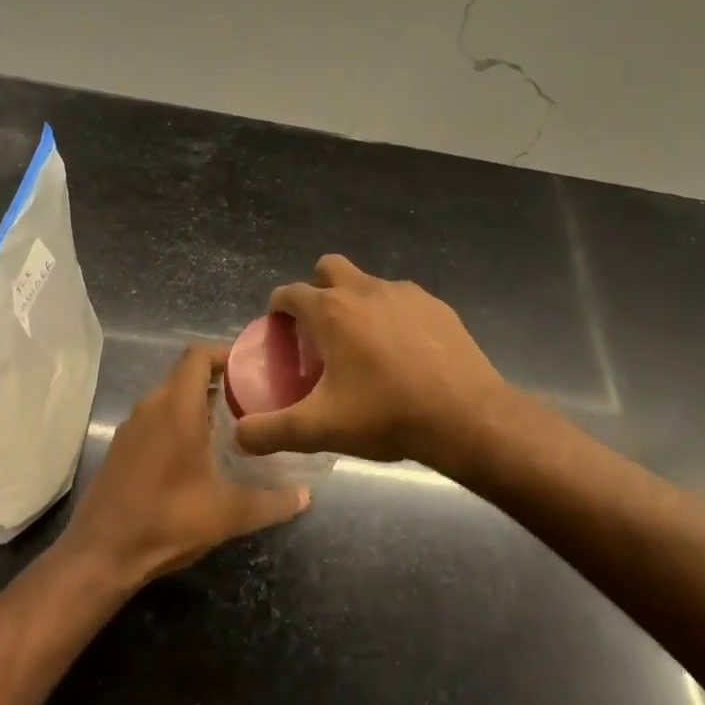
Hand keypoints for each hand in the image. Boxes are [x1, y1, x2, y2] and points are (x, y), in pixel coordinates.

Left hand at [61, 343, 308, 586]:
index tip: (254, 368)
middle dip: (218, 380)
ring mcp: (131, 426)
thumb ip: (271, 502)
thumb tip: (306, 496)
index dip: (226, 353)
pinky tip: (197, 453)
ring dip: (197, 402)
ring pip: (169, 396)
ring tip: (231, 424)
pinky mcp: (121, 446)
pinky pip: (155, 417)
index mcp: (176, 408)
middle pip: (185, 373)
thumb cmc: (167, 521)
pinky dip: (178, 420)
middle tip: (252, 399)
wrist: (101, 554)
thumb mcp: (227, 514)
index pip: (198, 355)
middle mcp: (151, 406)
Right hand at [236, 255, 509, 466]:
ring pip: (368, 283)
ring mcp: (404, 293)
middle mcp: (364, 289)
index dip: (278, 310)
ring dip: (357, 302)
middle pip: (328, 268)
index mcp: (331, 311)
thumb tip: (238, 436)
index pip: (289, 293)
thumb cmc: (386, 415)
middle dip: (317, 289)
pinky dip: (393, 316)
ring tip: (364, 347)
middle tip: (320, 331)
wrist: (466, 417)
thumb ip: (271, 431)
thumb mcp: (320, 429)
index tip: (280, 334)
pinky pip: (402, 301)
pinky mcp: (436, 306)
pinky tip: (403, 353)